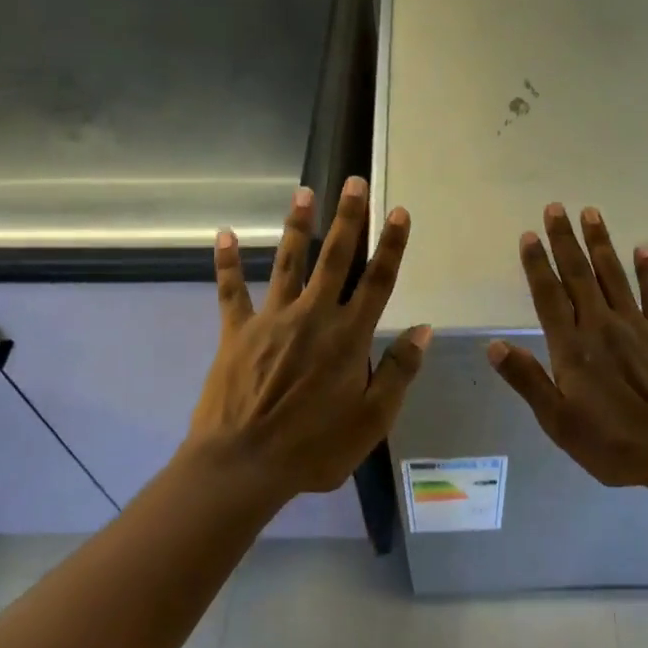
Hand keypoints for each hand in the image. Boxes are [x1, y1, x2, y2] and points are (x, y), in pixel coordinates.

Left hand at [188, 177, 431, 501]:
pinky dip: (226, 263)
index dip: (391, 245)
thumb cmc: (313, 448)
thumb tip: (423, 329)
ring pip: (288, 262)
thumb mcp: (372, 421)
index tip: (399, 212)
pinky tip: (223, 234)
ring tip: (305, 191)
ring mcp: (272, 320)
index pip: (378, 281)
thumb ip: (399, 372)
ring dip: (297, 225)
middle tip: (354, 182)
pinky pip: (231, 291)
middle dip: (348, 218)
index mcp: (348, 337)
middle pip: (335, 258)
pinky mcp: (237, 332)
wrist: (243, 465)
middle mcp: (313, 316)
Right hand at [488, 204, 647, 491]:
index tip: (529, 235)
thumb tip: (493, 346)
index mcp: (572, 347)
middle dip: (565, 240)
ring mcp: (637, 327)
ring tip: (590, 213)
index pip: (549, 295)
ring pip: (613, 275)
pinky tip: (642, 247)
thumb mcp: (559, 423)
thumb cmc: (613, 445)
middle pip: (579, 274)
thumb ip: (527, 380)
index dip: (537, 264)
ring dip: (600, 243)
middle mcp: (601, 326)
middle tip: (555, 207)